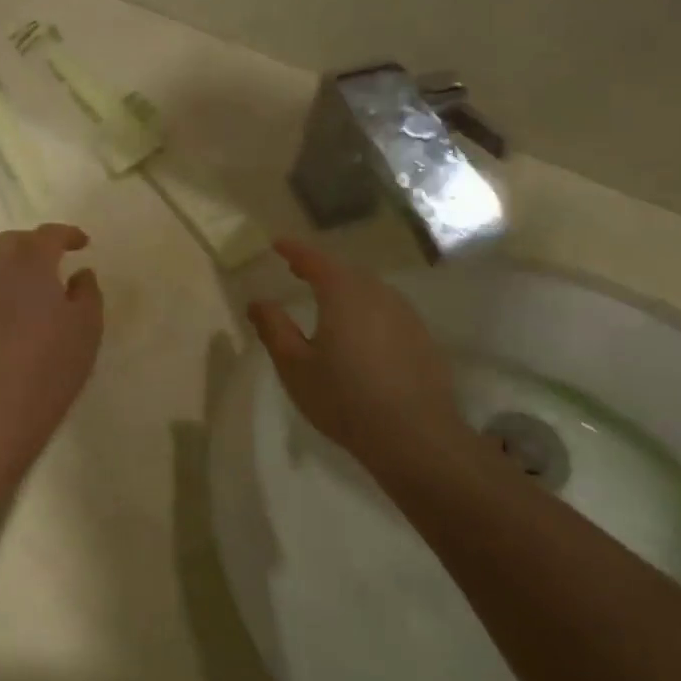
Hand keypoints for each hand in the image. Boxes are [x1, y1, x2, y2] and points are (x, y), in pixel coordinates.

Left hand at [0, 224, 103, 443]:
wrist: (4, 404)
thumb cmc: (55, 360)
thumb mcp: (88, 324)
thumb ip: (87, 290)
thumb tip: (80, 273)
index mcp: (31, 265)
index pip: (47, 235)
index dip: (67, 234)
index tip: (83, 243)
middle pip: (12, 240)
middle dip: (35, 241)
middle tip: (57, 256)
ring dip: (17, 262)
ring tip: (39, 282)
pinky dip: (6, 284)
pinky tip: (22, 307)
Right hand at [247, 240, 470, 476]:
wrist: (415, 436)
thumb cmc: (344, 398)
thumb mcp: (295, 365)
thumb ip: (273, 328)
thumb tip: (258, 301)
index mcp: (343, 292)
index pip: (315, 259)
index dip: (294, 250)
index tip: (277, 244)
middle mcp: (377, 293)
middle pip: (345, 271)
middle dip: (320, 268)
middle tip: (298, 271)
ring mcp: (405, 314)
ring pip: (369, 290)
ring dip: (346, 289)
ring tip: (327, 301)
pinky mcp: (422, 337)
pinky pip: (387, 310)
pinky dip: (367, 309)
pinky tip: (360, 331)